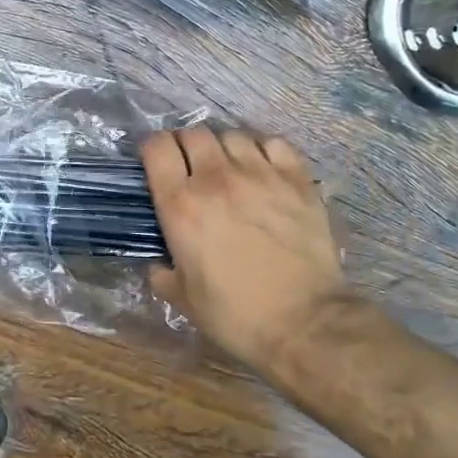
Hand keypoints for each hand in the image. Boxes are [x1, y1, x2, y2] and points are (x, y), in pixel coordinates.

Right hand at [142, 126, 360, 376]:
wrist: (304, 323)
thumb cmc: (236, 315)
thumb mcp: (183, 299)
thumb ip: (163, 273)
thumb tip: (159, 263)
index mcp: (181, 205)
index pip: (157, 148)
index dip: (152, 150)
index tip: (156, 163)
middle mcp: (216, 179)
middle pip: (193, 134)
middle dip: (186, 146)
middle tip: (191, 168)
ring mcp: (260, 174)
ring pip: (232, 135)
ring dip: (224, 148)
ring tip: (229, 168)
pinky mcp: (297, 180)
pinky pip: (273, 143)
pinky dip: (263, 150)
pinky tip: (264, 168)